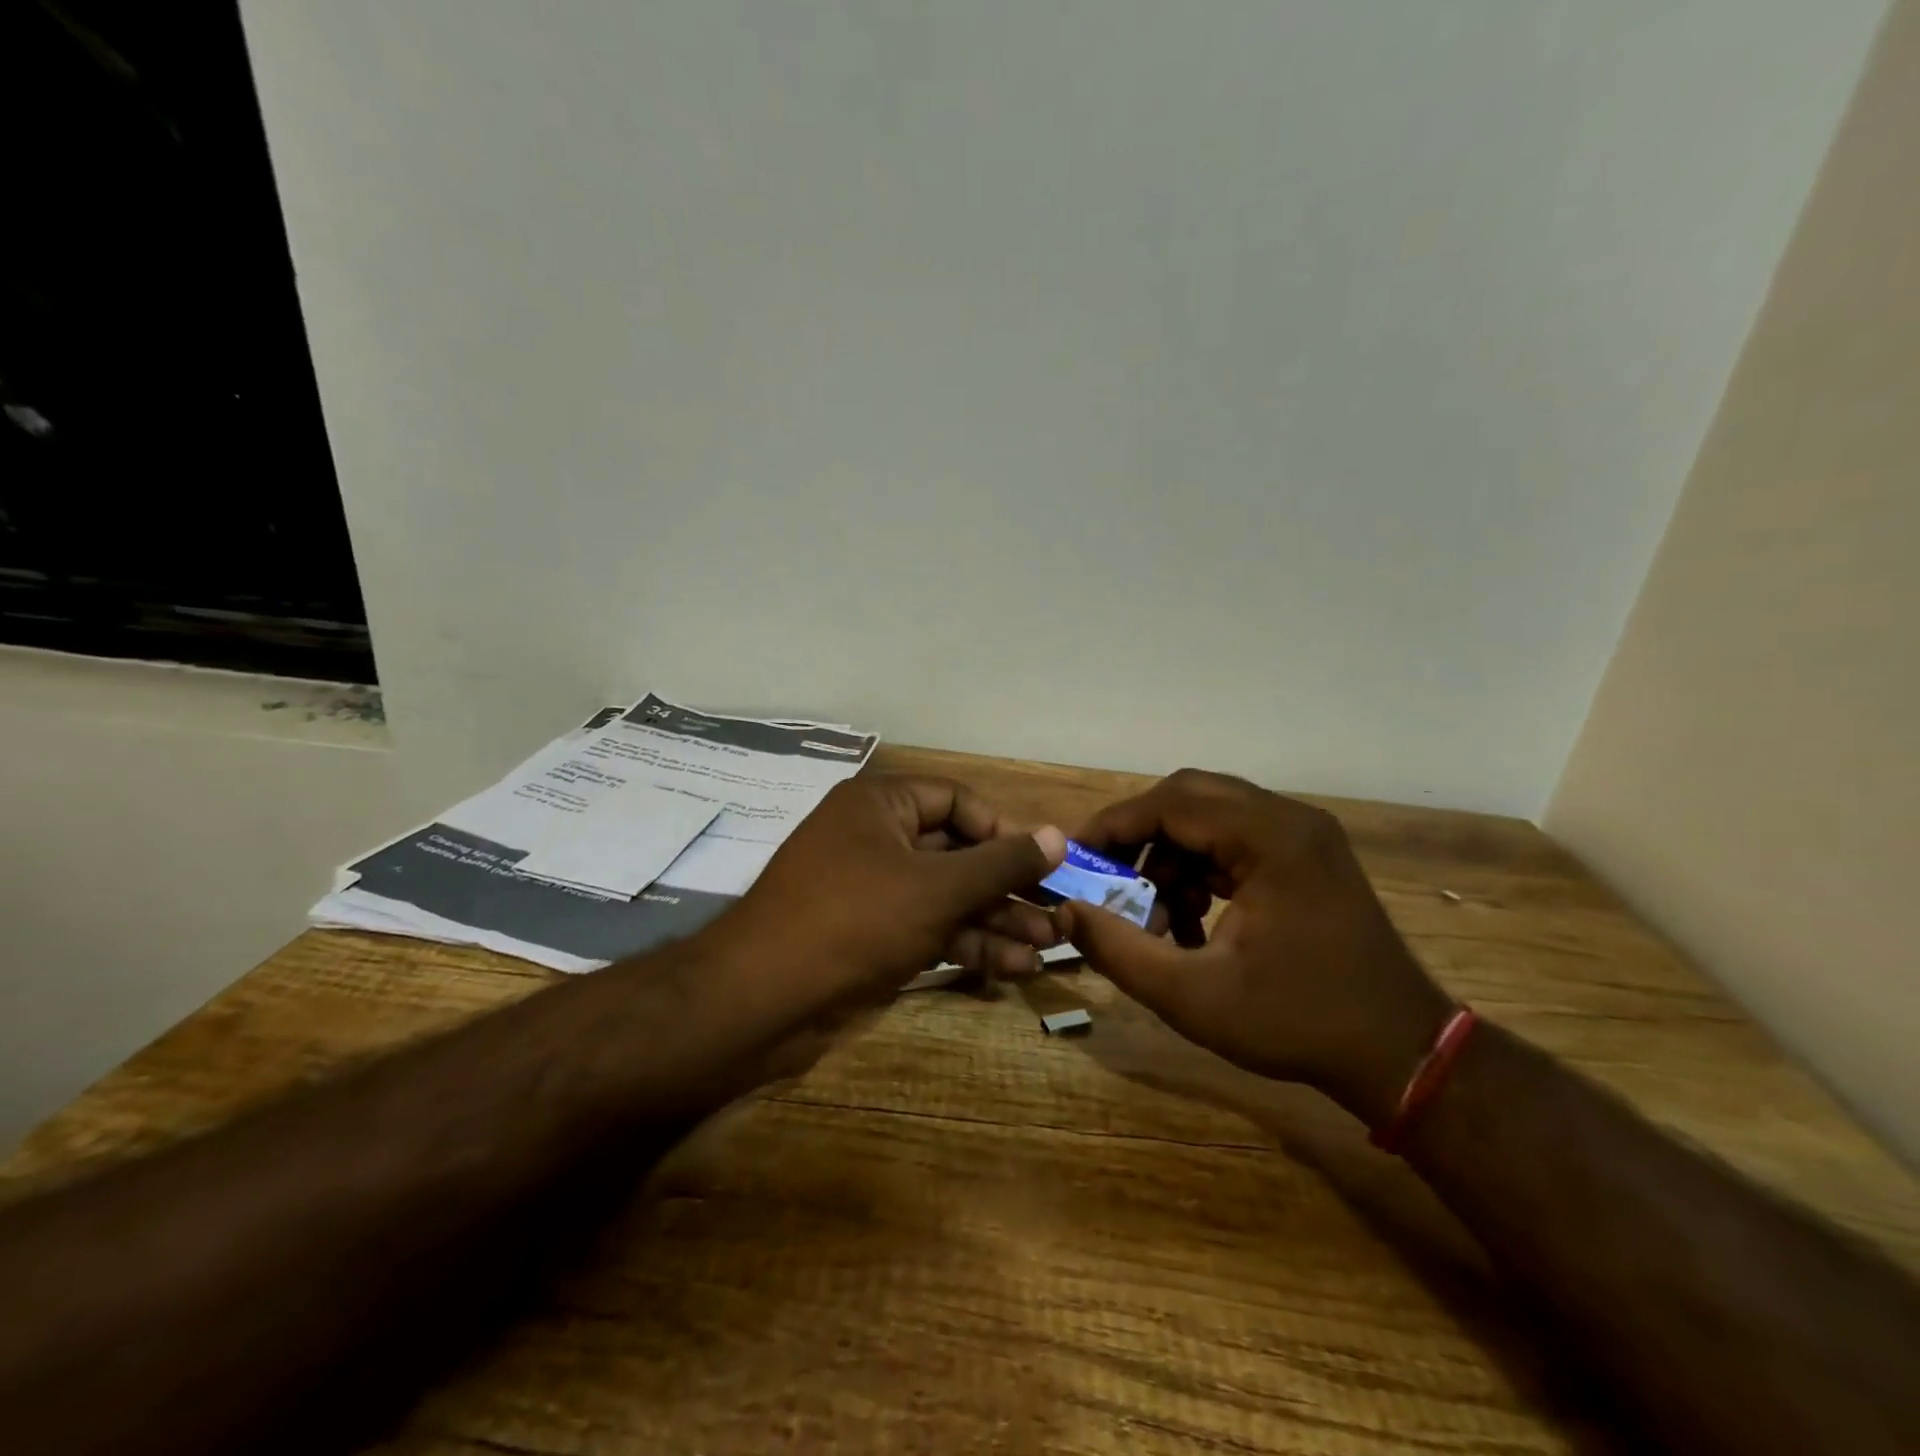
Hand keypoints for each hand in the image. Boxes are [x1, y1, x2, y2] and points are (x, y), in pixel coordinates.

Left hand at [718, 775, 1067, 1019]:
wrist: (762, 999)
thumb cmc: (856, 919)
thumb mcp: (938, 888)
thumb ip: (1000, 862)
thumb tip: (1057, 835)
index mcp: (881, 804)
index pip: (958, 802)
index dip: (1005, 831)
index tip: (1045, 864)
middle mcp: (875, 838)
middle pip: (957, 853)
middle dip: (1007, 887)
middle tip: (1057, 914)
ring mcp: (871, 890)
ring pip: (945, 896)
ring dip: (994, 921)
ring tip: (1046, 948)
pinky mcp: (868, 935)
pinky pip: (927, 928)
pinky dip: (965, 945)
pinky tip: (1010, 968)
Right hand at [1055, 769, 1453, 1128]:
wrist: (1402, 1055)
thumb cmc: (1297, 1023)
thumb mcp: (1192, 997)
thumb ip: (1119, 950)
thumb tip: (1064, 913)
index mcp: (1269, 838)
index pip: (1170, 803)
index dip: (1114, 826)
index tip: (1075, 857)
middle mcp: (1289, 820)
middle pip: (1189, 799)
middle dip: (1139, 838)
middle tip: (1106, 879)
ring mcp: (1303, 836)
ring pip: (1211, 820)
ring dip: (1170, 859)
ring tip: (1152, 919)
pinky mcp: (1308, 857)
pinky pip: (1235, 842)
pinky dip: (1200, 871)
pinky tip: (1190, 924)